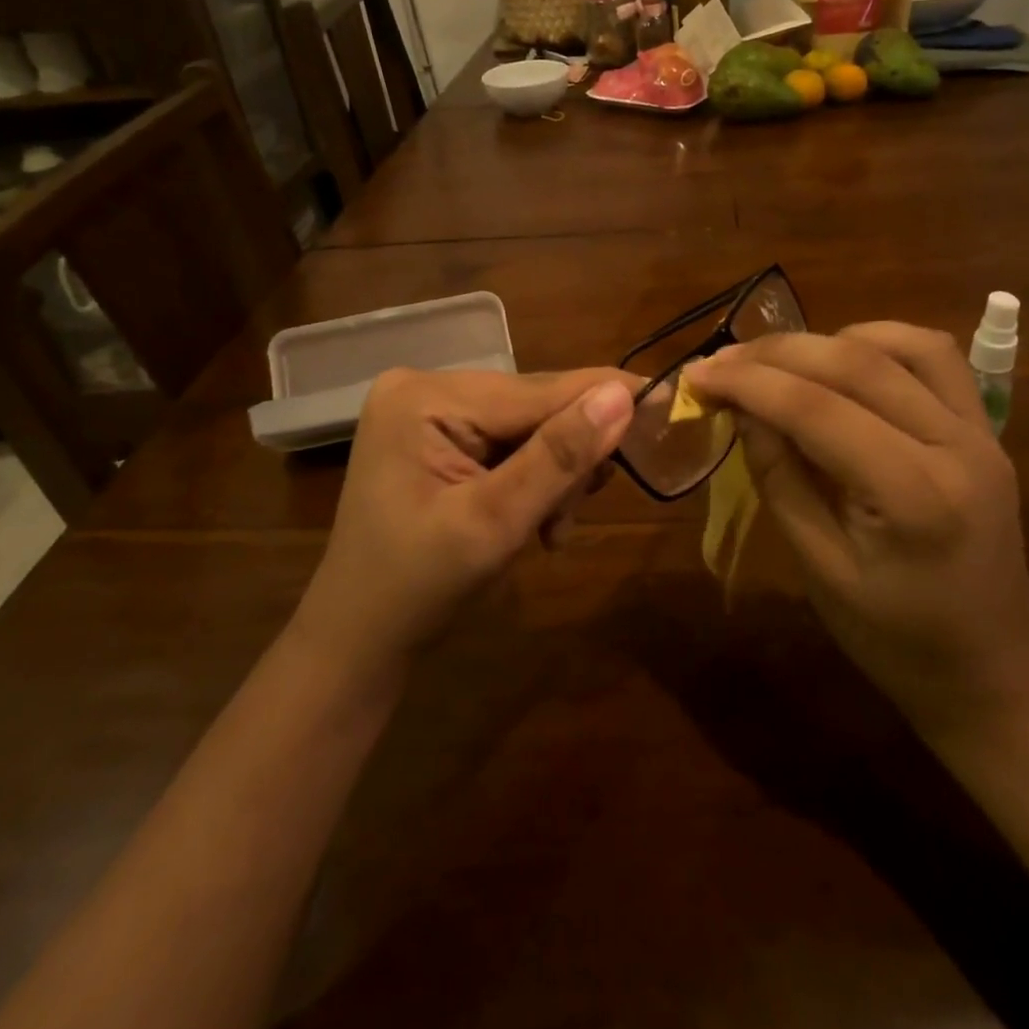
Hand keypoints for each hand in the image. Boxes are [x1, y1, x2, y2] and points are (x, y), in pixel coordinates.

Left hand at [290, 367, 634, 689]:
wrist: (359, 641)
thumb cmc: (417, 590)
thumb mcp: (494, 524)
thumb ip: (558, 457)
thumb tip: (621, 394)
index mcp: (426, 397)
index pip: (537, 391)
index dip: (605, 399)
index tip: (668, 401)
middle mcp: (426, 387)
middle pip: (535, 407)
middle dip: (567, 462)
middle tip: (570, 520)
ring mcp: (430, 410)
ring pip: (531, 427)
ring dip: (554, 477)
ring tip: (549, 531)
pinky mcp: (439, 435)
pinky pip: (510, 443)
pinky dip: (533, 481)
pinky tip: (533, 523)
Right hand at [685, 323, 1028, 749]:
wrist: (995, 672)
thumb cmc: (896, 640)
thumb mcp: (819, 569)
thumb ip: (779, 478)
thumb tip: (741, 408)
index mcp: (913, 496)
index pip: (817, 409)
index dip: (749, 383)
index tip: (696, 376)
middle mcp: (956, 447)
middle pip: (856, 364)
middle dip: (775, 353)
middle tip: (720, 362)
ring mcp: (980, 432)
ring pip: (900, 344)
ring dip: (827, 340)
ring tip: (776, 361)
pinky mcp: (985, 429)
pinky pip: (935, 357)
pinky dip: (879, 342)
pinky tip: (840, 360)